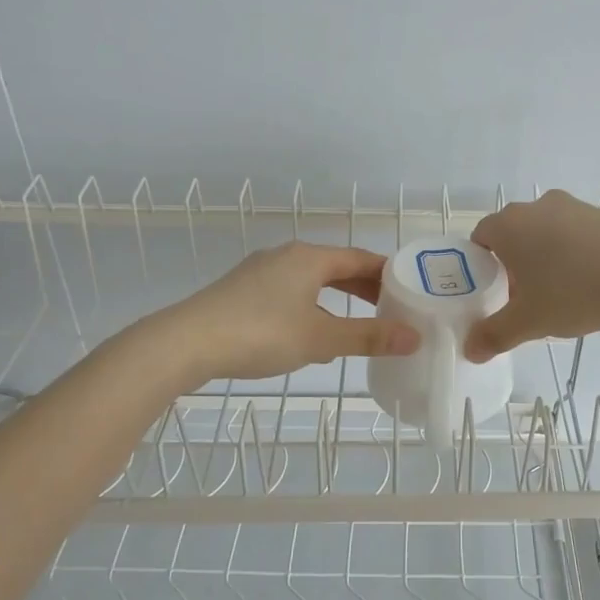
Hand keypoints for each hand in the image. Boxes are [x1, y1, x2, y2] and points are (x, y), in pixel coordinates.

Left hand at [157, 242, 419, 384]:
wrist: (185, 343)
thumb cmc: (260, 333)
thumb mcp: (320, 338)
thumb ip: (368, 337)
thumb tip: (414, 336)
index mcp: (310, 258)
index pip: (361, 259)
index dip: (388, 274)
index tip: (411, 291)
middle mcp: (286, 256)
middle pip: (336, 267)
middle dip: (365, 288)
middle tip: (392, 310)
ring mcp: (260, 272)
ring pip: (311, 281)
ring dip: (337, 299)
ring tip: (358, 324)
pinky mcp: (242, 291)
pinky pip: (290, 292)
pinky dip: (312, 306)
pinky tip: (311, 333)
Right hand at [464, 190, 599, 361]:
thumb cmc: (576, 289)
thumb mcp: (530, 322)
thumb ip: (494, 335)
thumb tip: (470, 350)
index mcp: (509, 225)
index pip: (479, 239)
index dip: (480, 268)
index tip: (493, 295)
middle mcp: (536, 207)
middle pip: (513, 236)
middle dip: (514, 267)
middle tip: (525, 301)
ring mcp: (572, 207)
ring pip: (545, 235)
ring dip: (546, 261)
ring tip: (561, 296)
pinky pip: (575, 235)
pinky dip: (575, 256)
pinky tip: (591, 285)